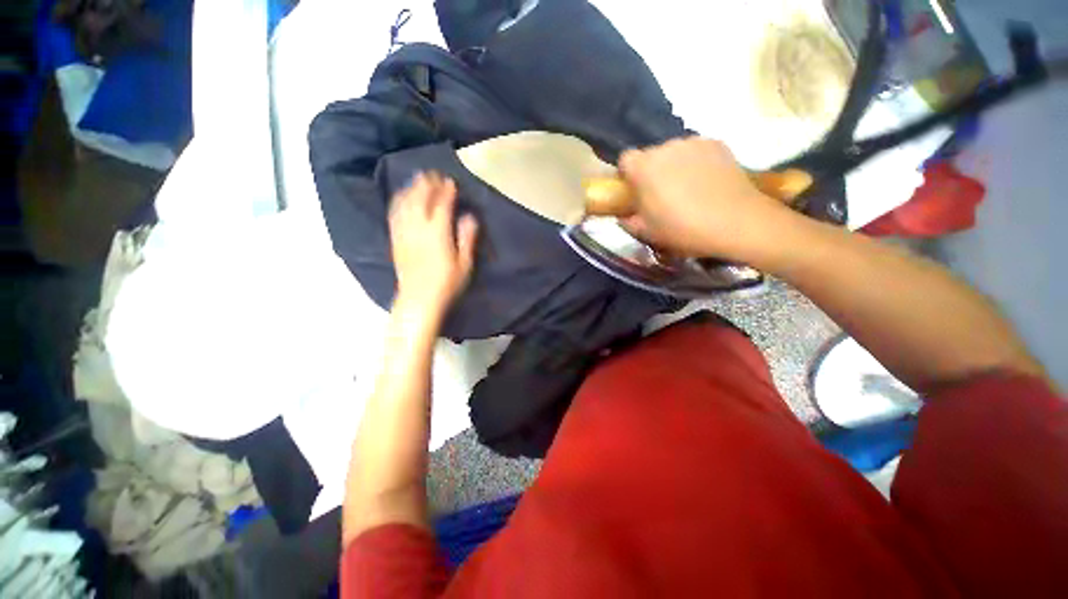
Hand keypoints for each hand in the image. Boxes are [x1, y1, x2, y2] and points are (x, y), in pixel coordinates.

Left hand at [389, 172, 478, 315]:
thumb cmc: (447, 283)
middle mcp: (418, 228)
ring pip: (405, 204)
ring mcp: (404, 233)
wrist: (419, 299)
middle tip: (433, 174)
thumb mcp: (464, 264)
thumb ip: (467, 238)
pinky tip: (401, 196)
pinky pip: (395, 214)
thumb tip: (469, 217)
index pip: (441, 205)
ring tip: (417, 179)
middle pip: (420, 199)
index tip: (450, 181)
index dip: (446, 192)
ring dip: (411, 189)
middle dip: (426, 184)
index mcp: (437, 233)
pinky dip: (399, 201)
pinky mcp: (395, 239)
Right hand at [618, 137, 795, 260]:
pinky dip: (695, 162)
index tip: (633, 191)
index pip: (625, 159)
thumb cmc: (683, 229)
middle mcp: (666, 147)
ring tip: (686, 188)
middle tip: (661, 194)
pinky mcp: (717, 143)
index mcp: (644, 168)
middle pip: (650, 155)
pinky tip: (706, 182)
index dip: (627, 175)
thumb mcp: (647, 232)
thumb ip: (628, 221)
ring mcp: (693, 142)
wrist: (737, 222)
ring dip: (673, 166)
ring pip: (674, 152)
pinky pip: (696, 151)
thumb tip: (624, 215)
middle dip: (651, 171)